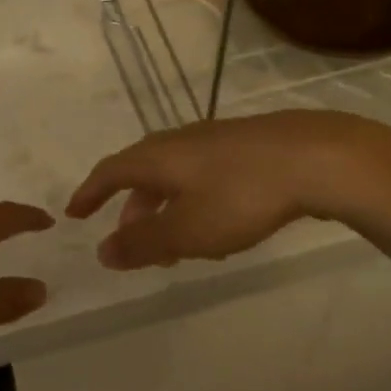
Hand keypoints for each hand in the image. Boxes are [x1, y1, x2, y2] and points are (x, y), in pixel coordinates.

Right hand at [66, 112, 390, 269]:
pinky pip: (205, 174)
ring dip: (168, 209)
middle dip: (134, 209)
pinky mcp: (247, 146)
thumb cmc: (241, 195)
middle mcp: (181, 141)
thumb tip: (103, 251)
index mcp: (158, 157)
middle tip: (135, 244)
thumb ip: (143, 242)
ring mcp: (216, 140)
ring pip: (177, 175)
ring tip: (180, 243)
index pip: (110, 171)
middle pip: (143, 172)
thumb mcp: (187, 230)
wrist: (315, 156)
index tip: (75, 213)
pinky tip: (221, 223)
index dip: (90, 192)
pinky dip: (196, 200)